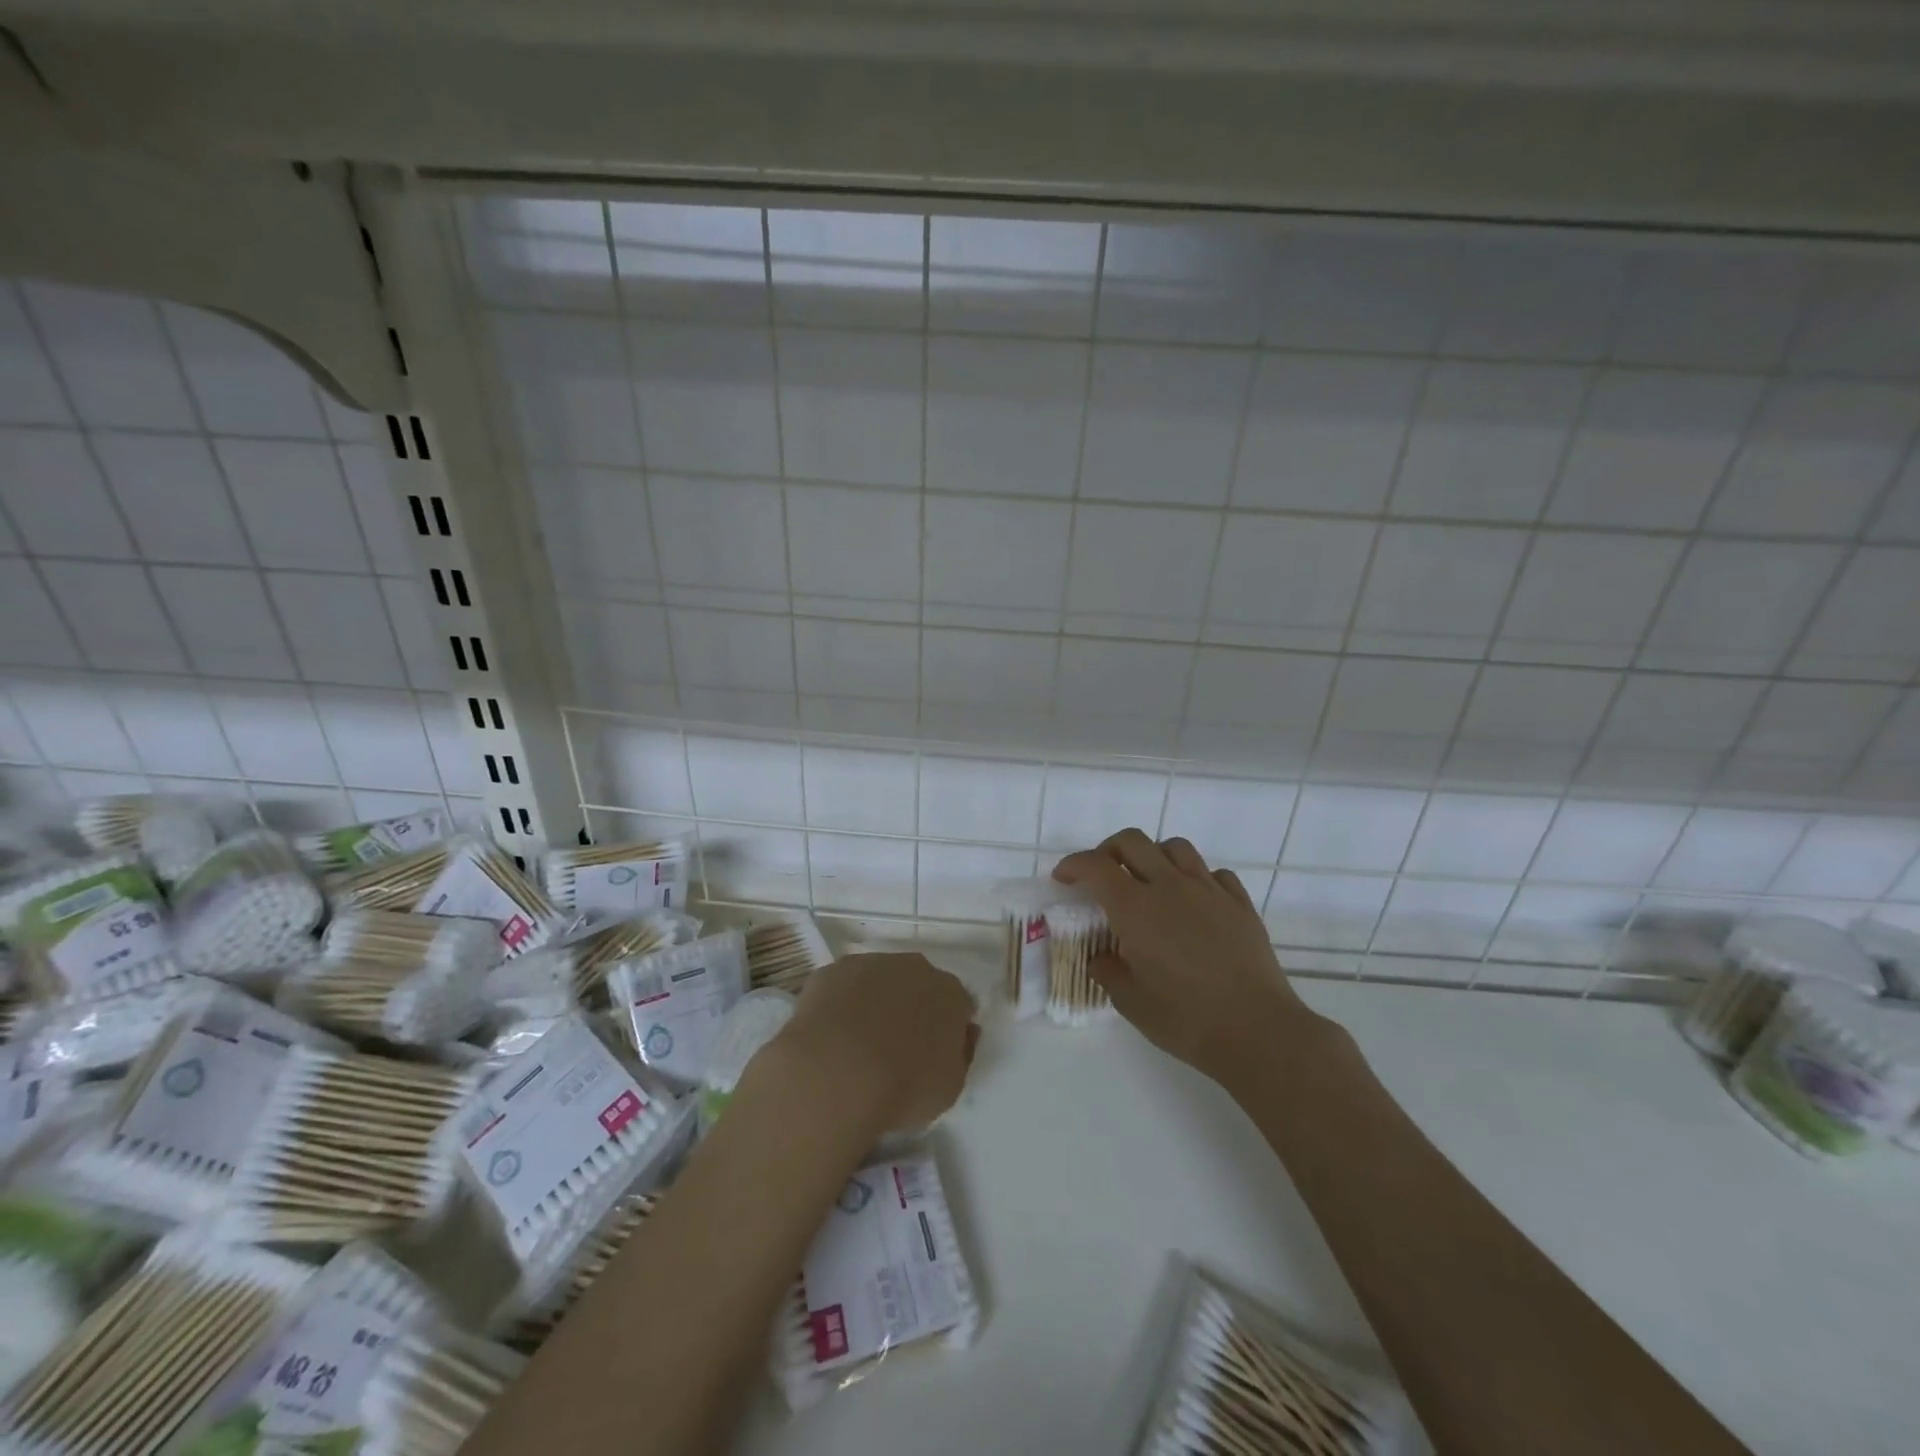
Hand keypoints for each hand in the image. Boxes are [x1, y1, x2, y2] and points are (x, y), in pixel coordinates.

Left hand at [770, 952, 978, 1133]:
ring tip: (856, 1045)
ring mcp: (869, 964)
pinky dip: (839, 1005)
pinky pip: (841, 988)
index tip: (935, 1053)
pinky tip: (829, 1036)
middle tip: (896, 1047)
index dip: (948, 1028)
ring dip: (874, 1003)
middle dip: (911, 1008)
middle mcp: (913, 968)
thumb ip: (960, 1055)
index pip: (957, 1004)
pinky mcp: (830, 971)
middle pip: (918, 985)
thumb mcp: (950, 1087)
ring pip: (877, 981)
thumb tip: (961, 1035)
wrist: (835, 1074)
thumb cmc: (902, 1087)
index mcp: (949, 992)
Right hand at [1054, 829, 1326, 1080]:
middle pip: (1133, 842)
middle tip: (1102, 873)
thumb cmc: (1185, 1019)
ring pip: (1176, 847)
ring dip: (1154, 856)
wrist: (1257, 1031)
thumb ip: (1109, 972)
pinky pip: (1213, 873)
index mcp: (1136, 908)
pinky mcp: (1240, 904)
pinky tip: (1194, 902)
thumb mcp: (1131, 1002)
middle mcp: (1170, 887)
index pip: (1095, 866)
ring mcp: (1209, 891)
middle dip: (1109, 849)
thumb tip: (1101, 958)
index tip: (1063, 878)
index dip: (1073, 865)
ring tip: (1150, 881)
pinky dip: (1196, 878)